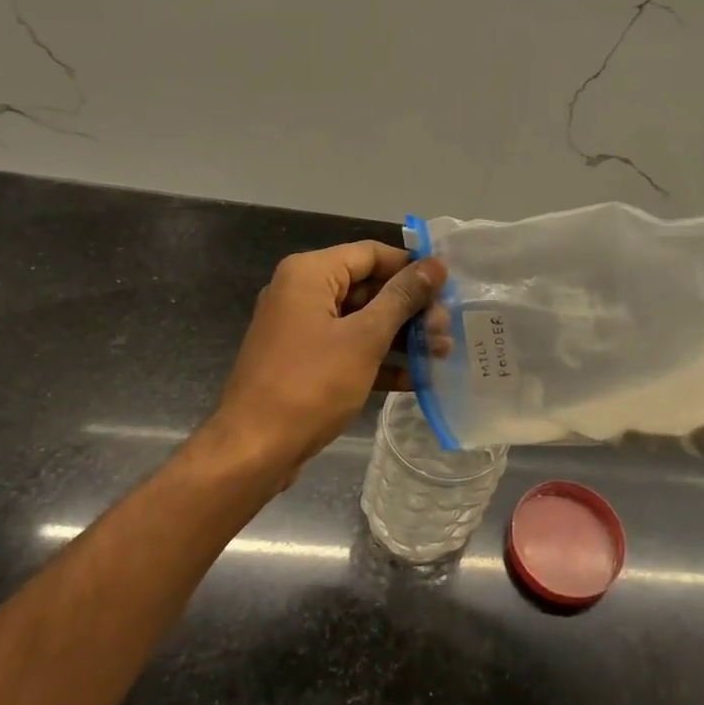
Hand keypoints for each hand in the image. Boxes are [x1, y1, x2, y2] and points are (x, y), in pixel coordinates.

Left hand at [211, 240, 449, 479]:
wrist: (254, 450)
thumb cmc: (311, 384)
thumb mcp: (365, 337)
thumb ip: (402, 298)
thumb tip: (436, 265)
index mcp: (309, 274)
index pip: (372, 254)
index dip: (412, 267)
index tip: (449, 287)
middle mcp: (301, 293)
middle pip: (369, 288)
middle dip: (411, 309)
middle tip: (447, 329)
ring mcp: (301, 330)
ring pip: (362, 321)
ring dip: (402, 336)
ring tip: (441, 354)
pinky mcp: (304, 362)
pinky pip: (349, 349)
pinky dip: (379, 360)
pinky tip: (417, 378)